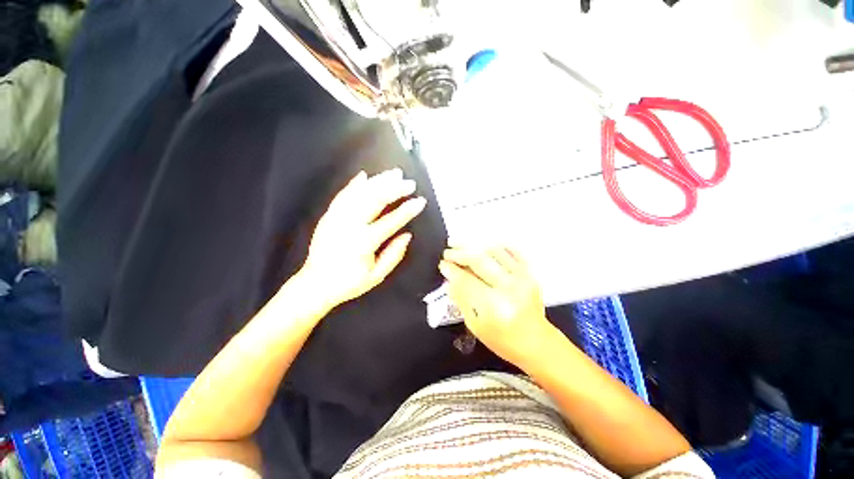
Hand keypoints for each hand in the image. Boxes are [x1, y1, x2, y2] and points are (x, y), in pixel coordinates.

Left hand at [300, 169, 426, 309]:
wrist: (315, 284)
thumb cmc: (348, 283)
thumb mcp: (376, 276)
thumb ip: (394, 255)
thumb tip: (407, 235)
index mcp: (364, 242)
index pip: (391, 221)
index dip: (408, 210)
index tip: (420, 201)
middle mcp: (350, 226)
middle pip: (375, 200)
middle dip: (395, 189)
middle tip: (409, 183)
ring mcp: (337, 218)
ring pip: (360, 193)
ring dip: (378, 181)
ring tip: (393, 174)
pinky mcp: (328, 216)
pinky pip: (342, 195)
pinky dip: (354, 184)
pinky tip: (364, 176)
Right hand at [439, 247, 553, 367]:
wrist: (537, 343)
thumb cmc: (503, 340)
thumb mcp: (475, 325)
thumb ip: (462, 301)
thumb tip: (450, 281)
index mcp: (493, 305)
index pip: (466, 280)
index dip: (452, 270)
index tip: (442, 264)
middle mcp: (508, 287)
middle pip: (479, 261)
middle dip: (459, 253)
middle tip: (448, 251)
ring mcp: (522, 277)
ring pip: (494, 252)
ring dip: (475, 246)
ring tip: (461, 245)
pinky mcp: (530, 273)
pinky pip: (513, 252)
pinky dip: (498, 246)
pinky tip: (485, 246)